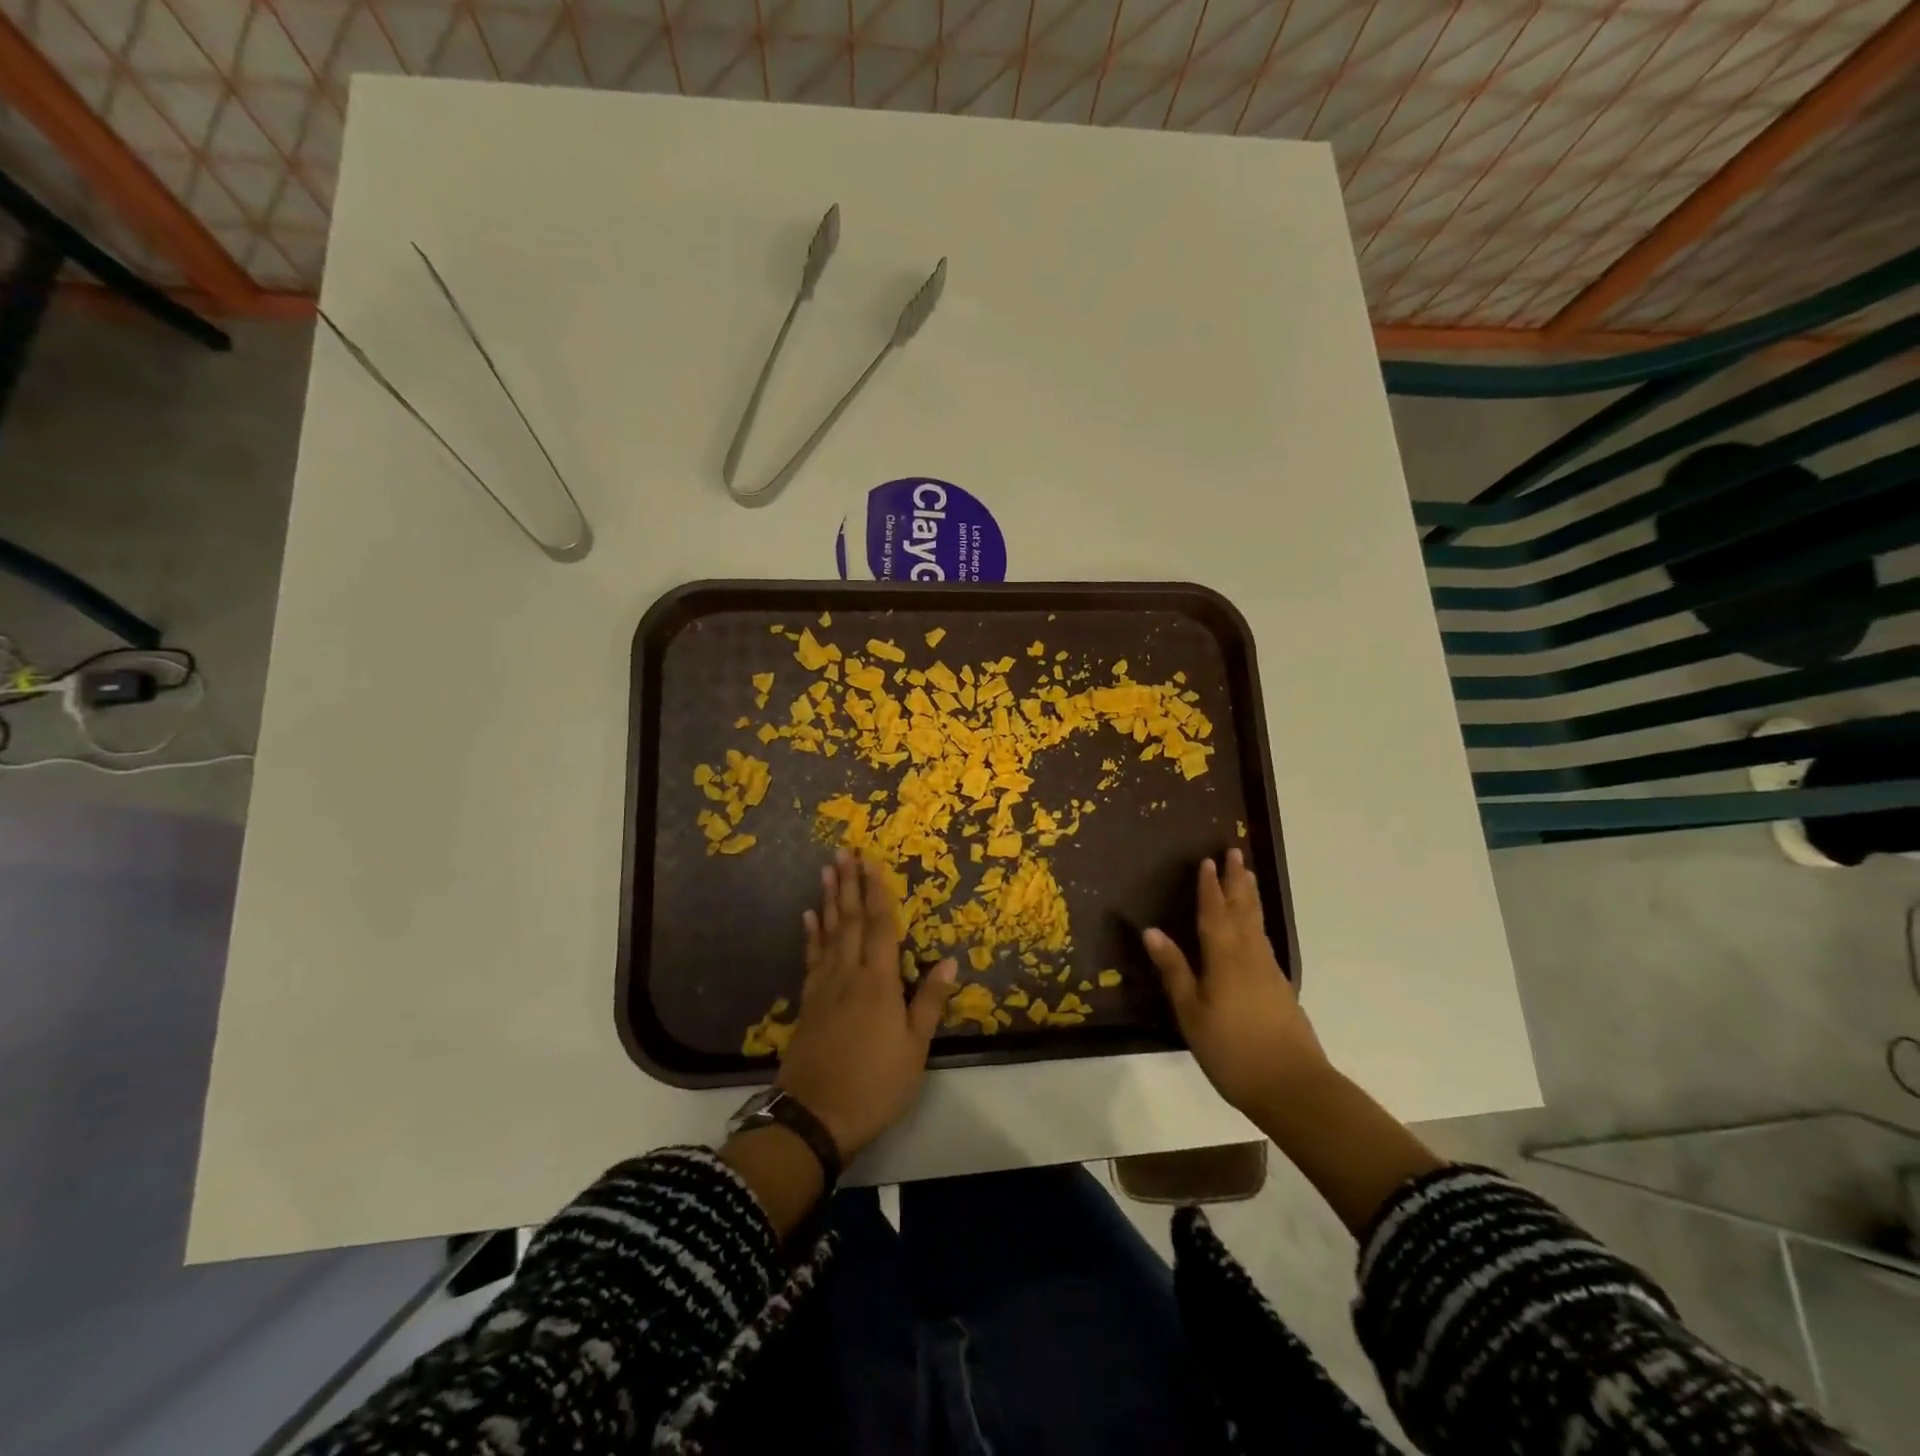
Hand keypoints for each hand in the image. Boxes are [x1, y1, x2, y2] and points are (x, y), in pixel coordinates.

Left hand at [777, 849, 958, 1159]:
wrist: (814, 1116)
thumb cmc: (875, 1084)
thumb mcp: (915, 1048)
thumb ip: (929, 1001)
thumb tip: (950, 959)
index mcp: (879, 983)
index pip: (880, 927)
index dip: (877, 893)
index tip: (872, 861)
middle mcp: (849, 975)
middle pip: (850, 921)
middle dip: (848, 884)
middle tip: (843, 851)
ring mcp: (824, 987)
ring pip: (828, 933)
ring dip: (828, 899)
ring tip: (826, 870)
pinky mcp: (808, 1002)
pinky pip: (811, 958)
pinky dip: (811, 934)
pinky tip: (809, 917)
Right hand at [1143, 849, 1328, 1117]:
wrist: (1293, 1087)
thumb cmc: (1232, 1050)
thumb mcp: (1192, 1013)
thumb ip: (1175, 970)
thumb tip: (1152, 931)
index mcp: (1225, 958)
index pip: (1214, 913)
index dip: (1209, 887)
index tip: (1207, 860)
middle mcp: (1250, 956)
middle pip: (1243, 910)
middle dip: (1236, 881)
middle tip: (1235, 853)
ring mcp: (1270, 972)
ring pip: (1257, 924)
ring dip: (1249, 897)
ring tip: (1247, 877)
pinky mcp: (1281, 989)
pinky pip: (1264, 941)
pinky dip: (1256, 923)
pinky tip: (1254, 930)